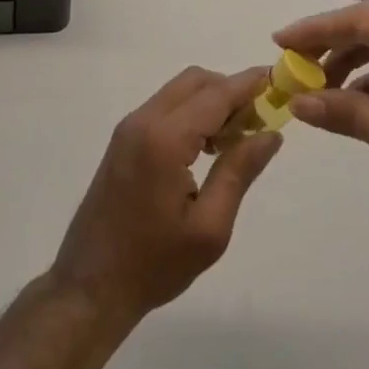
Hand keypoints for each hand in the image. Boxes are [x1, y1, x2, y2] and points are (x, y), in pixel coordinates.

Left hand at [49, 66, 281, 329]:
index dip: (249, 84)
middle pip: (196, 81)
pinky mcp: (124, 139)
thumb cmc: (153, 264)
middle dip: (231, 91)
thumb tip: (271, 134)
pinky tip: (208, 147)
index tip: (279, 81)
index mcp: (165, 139)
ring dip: (211, 101)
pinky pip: (166, 106)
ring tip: (237, 139)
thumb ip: (239, 172)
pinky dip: (192, 112)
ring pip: (180, 90)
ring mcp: (129, 127)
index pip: (216, 94)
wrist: (89, 288)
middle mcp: (144, 120)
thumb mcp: (209, 228)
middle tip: (258, 122)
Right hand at [275, 3, 368, 225]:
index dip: (314, 30)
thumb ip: (345, 113)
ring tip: (315, 90)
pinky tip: (351, 105)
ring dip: (348, 67)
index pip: (356, 21)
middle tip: (291, 68)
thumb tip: (298, 103)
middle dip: (327, 49)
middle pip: (366, 31)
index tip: (279, 42)